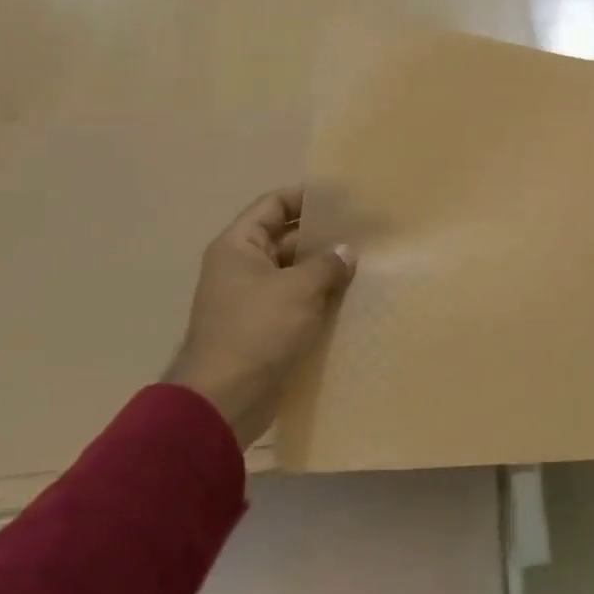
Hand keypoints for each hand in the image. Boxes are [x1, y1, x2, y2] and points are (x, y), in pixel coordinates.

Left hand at [164, 188, 354, 448]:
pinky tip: (352, 295)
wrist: (226, 397)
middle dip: (324, 235)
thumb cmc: (257, 330)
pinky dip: (321, 296)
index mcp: (239, 247)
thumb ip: (327, 264)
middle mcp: (242, 267)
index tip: (344, 196)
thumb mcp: (298, 289)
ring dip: (326, 268)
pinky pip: (298, 300)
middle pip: (286, 238)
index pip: (274, 206)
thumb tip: (347, 251)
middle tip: (365, 231)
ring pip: (295, 271)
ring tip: (366, 260)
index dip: (307, 197)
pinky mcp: (266, 326)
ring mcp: (254, 299)